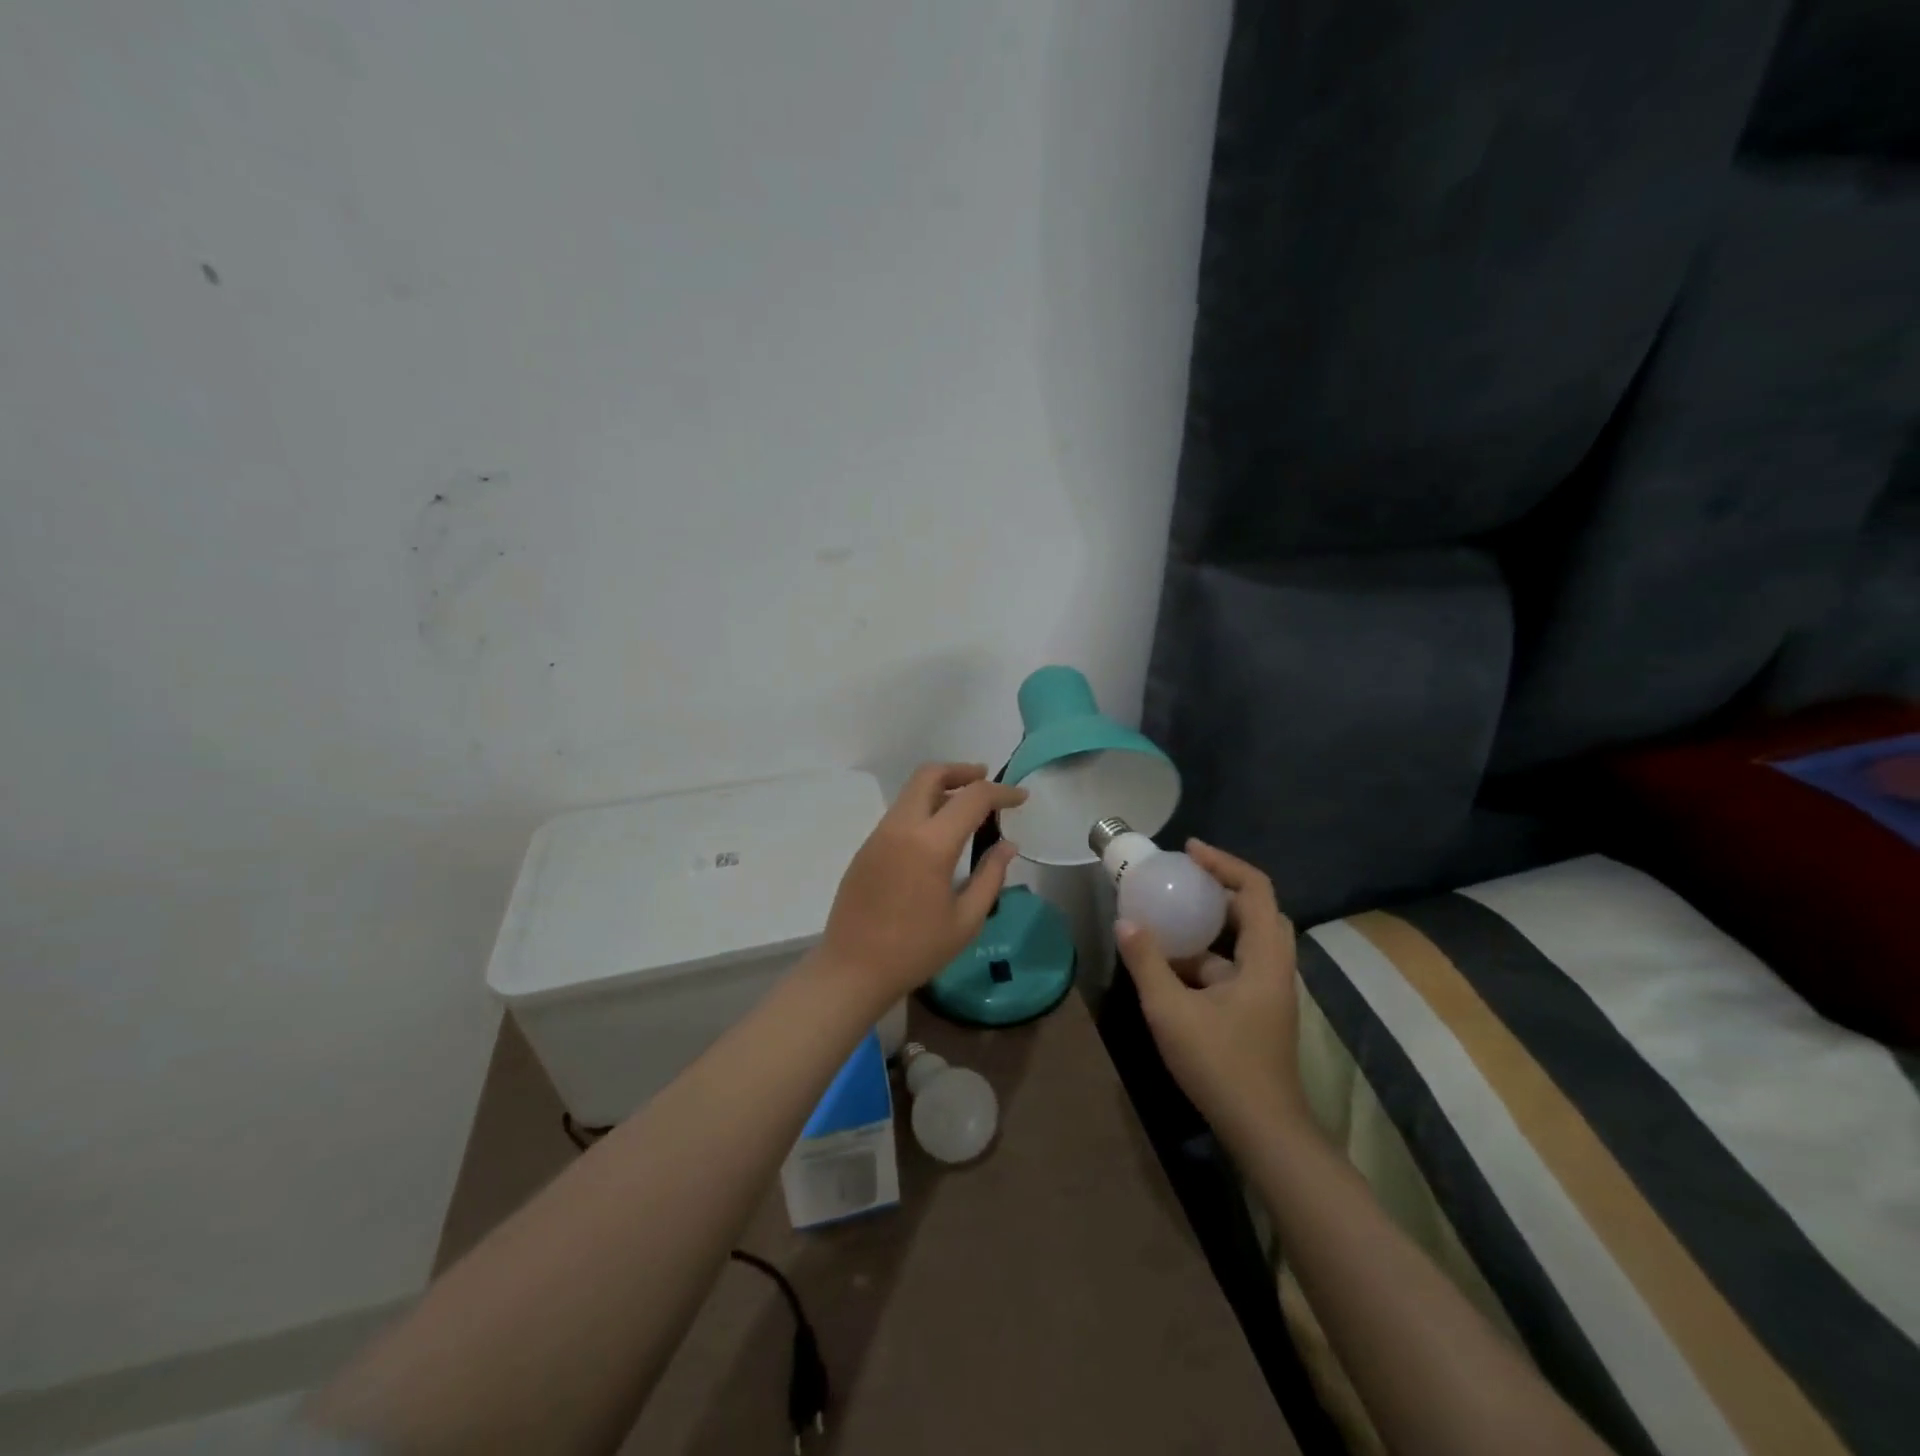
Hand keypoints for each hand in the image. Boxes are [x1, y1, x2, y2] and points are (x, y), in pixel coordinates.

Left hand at [818, 763, 1025, 1007]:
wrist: (852, 970)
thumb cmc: (916, 950)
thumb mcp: (966, 920)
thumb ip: (991, 876)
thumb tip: (1007, 845)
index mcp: (930, 844)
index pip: (972, 798)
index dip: (1001, 792)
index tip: (1021, 797)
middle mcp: (901, 828)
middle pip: (930, 775)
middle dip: (962, 771)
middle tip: (986, 780)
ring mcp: (878, 835)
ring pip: (911, 792)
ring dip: (941, 788)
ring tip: (966, 808)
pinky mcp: (866, 848)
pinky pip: (899, 813)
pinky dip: (923, 808)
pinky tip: (938, 834)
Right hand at [1115, 840, 1305, 1140]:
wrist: (1263, 1131)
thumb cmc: (1222, 1065)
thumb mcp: (1172, 1011)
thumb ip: (1147, 963)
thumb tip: (1125, 922)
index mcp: (1265, 959)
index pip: (1256, 890)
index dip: (1224, 864)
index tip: (1188, 852)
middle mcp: (1273, 967)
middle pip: (1255, 911)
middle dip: (1218, 889)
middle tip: (1180, 880)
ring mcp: (1267, 991)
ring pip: (1243, 941)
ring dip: (1209, 925)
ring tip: (1168, 916)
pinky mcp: (1257, 1011)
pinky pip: (1233, 967)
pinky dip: (1206, 956)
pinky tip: (1171, 966)